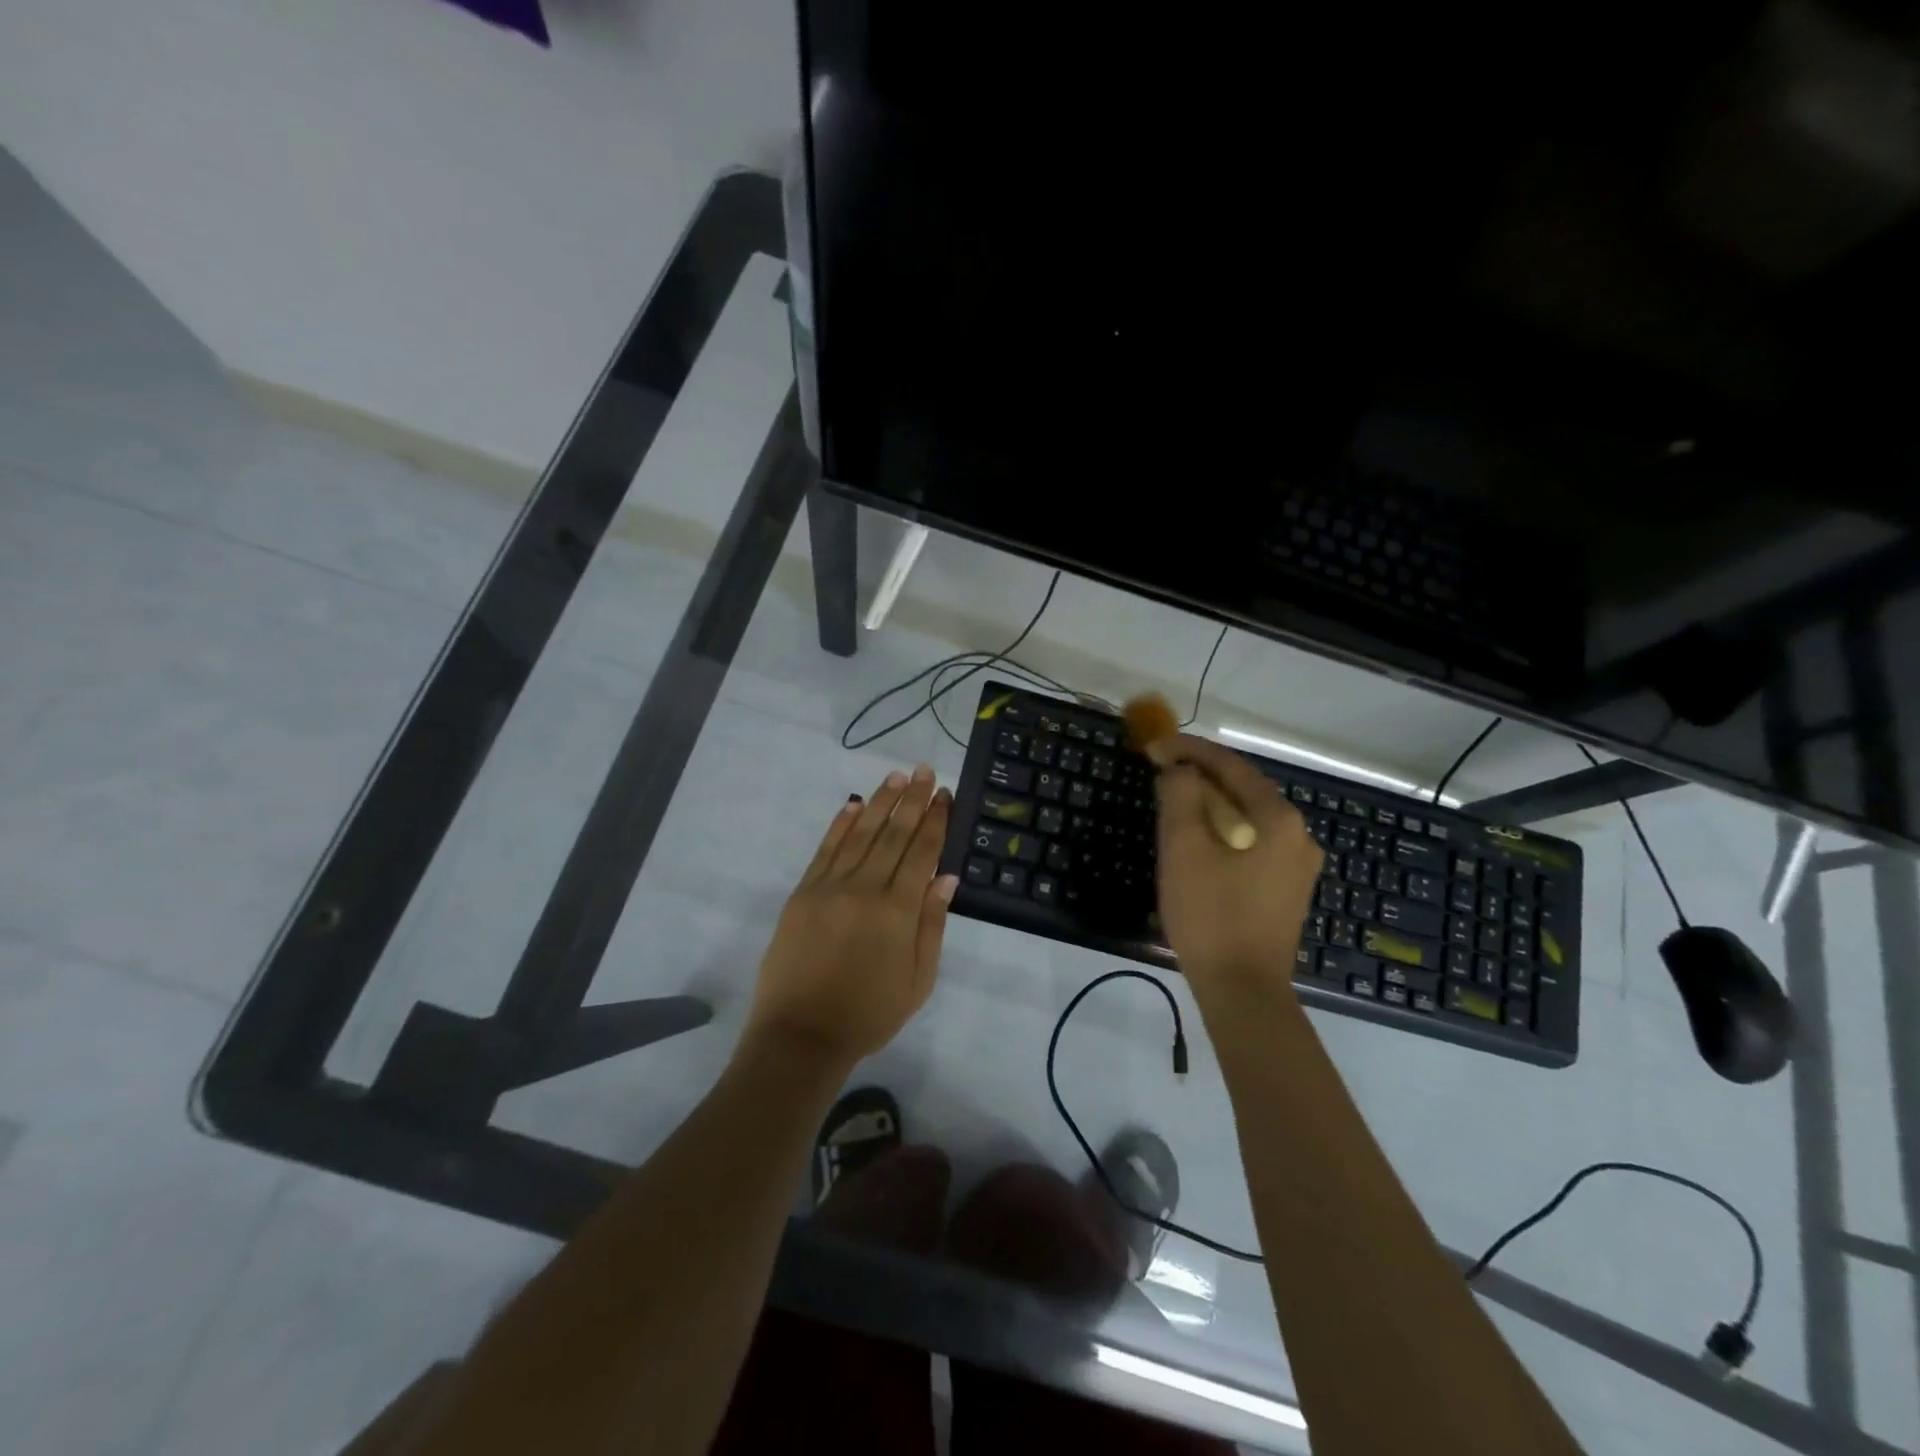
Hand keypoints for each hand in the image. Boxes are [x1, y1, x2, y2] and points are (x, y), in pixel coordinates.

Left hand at [744, 765, 958, 1071]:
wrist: (802, 1035)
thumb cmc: (869, 1013)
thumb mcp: (918, 980)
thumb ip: (932, 924)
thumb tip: (947, 876)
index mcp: (897, 911)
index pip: (921, 853)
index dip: (935, 821)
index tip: (945, 795)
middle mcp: (865, 889)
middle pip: (893, 835)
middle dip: (912, 800)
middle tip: (925, 771)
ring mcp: (829, 887)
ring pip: (860, 834)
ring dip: (880, 802)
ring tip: (897, 777)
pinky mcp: (803, 893)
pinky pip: (825, 850)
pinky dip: (840, 825)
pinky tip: (853, 804)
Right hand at [1149, 734, 1323, 1003]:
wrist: (1243, 990)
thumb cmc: (1211, 915)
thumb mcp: (1184, 849)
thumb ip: (1181, 796)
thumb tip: (1180, 770)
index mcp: (1278, 819)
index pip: (1231, 766)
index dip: (1190, 750)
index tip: (1154, 746)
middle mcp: (1298, 835)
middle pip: (1244, 788)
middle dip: (1201, 775)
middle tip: (1161, 770)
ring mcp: (1296, 865)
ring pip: (1249, 817)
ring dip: (1211, 803)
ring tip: (1174, 800)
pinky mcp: (1286, 889)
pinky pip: (1253, 842)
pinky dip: (1224, 830)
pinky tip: (1200, 840)